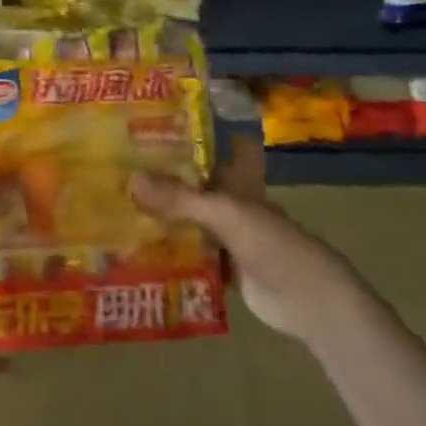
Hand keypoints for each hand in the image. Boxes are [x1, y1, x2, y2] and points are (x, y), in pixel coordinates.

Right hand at [132, 132, 370, 340]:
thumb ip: (180, 198)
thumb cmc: (272, 245)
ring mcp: (228, 238)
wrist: (307, 302)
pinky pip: (190, 254)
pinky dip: (168, 251)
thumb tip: (131, 178)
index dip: (196, 135)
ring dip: (162, 216)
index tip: (159, 123)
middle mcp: (232, 205)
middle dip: (164, 178)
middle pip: (196, 186)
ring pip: (190, 220)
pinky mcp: (223, 268)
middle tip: (120, 167)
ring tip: (118, 205)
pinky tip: (137, 247)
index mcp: (239, 183)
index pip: (219, 149)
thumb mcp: (224, 214)